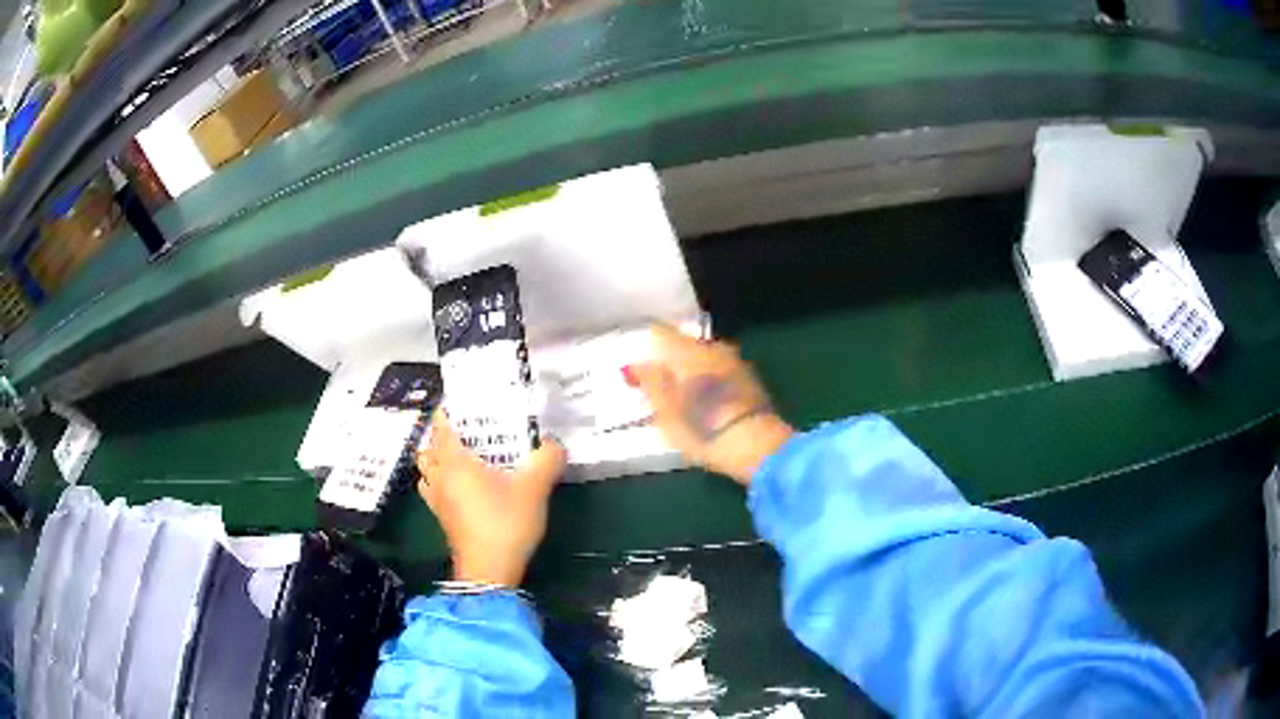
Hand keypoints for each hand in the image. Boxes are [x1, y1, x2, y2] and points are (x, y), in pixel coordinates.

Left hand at [417, 410, 566, 586]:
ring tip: (460, 458)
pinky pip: (432, 490)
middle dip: (440, 437)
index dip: (447, 412)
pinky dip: (440, 483)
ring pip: (426, 471)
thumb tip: (554, 443)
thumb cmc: (505, 523)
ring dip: (436, 461)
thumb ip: (547, 459)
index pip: (441, 426)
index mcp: (455, 461)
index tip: (460, 404)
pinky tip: (461, 489)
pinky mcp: (442, 520)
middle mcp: (440, 477)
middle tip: (465, 432)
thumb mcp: (534, 488)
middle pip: (428, 448)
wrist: (489, 571)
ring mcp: (437, 500)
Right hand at [627, 325, 793, 484]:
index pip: (660, 333)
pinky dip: (710, 381)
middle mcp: (712, 347)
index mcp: (687, 350)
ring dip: (692, 372)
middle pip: (684, 345)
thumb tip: (635, 364)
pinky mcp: (750, 379)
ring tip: (682, 398)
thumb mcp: (665, 412)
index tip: (637, 366)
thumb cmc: (702, 429)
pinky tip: (706, 402)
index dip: (646, 347)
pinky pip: (720, 371)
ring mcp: (735, 362)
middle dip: (671, 361)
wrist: (757, 446)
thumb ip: (649, 383)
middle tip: (658, 386)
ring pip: (704, 358)